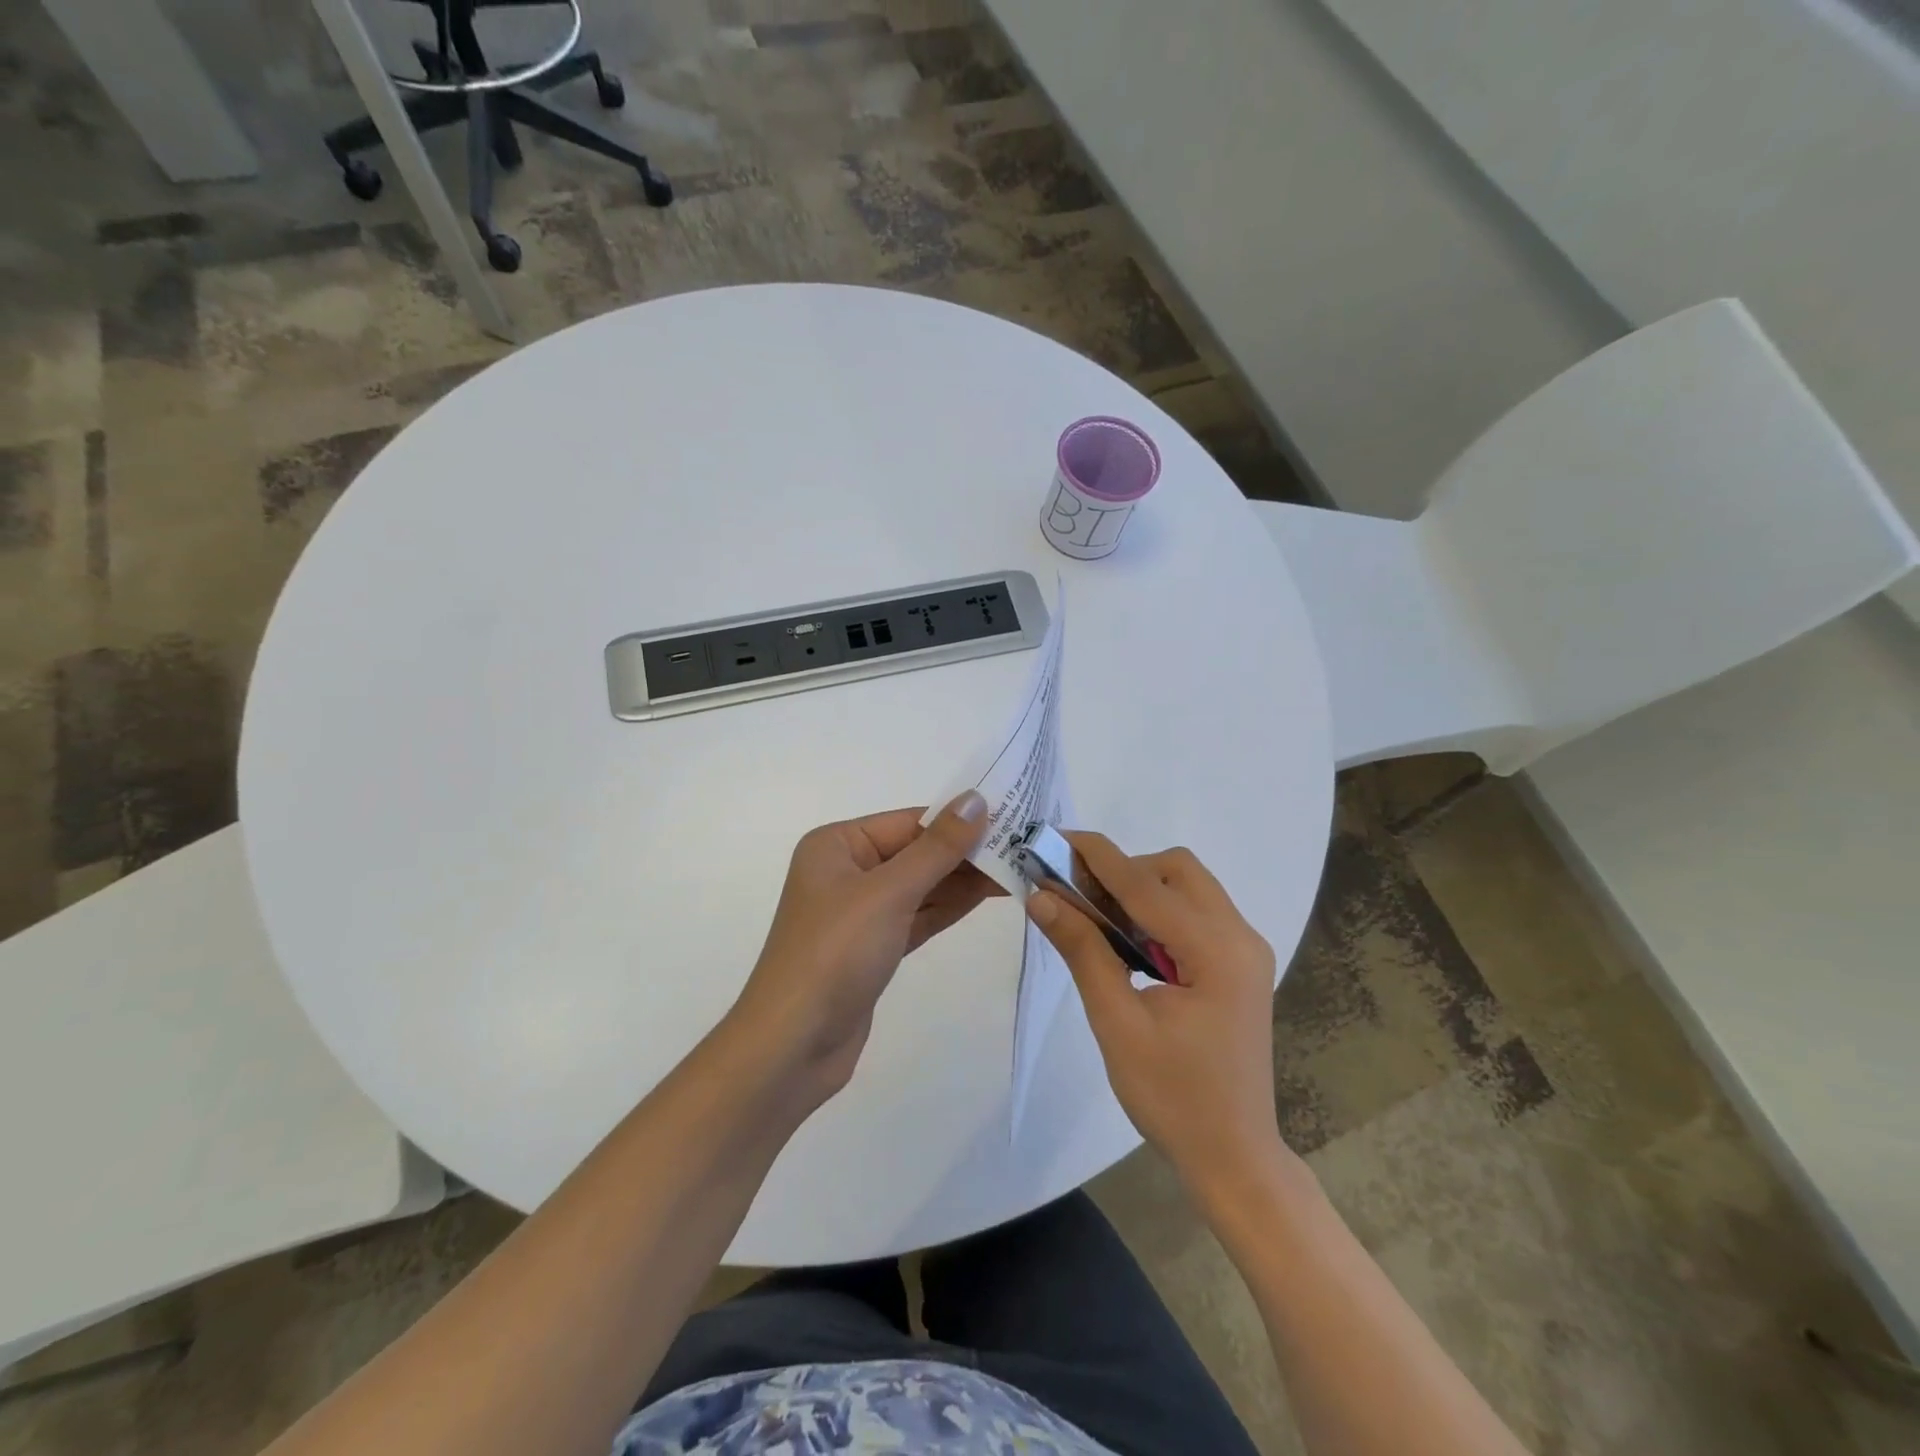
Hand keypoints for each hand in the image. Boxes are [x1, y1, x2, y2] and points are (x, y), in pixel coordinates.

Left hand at [728, 791, 994, 1101]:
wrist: (793, 1047)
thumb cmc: (835, 954)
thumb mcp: (889, 893)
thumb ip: (937, 848)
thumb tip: (976, 799)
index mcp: (837, 845)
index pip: (909, 822)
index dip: (959, 820)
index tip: (1012, 817)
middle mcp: (846, 871)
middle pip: (917, 852)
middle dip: (966, 852)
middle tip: (1025, 847)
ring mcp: (860, 912)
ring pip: (921, 886)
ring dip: (964, 880)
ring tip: (1018, 868)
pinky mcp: (874, 947)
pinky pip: (918, 916)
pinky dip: (949, 907)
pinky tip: (989, 896)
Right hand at [1027, 834, 1282, 1195]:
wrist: (1233, 1157)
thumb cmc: (1173, 1098)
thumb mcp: (1117, 1023)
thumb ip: (1083, 951)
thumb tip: (1041, 896)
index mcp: (1217, 952)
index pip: (1146, 885)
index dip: (1097, 856)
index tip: (1055, 837)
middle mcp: (1240, 937)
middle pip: (1178, 870)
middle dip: (1125, 870)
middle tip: (1079, 895)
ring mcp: (1245, 950)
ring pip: (1188, 887)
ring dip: (1141, 889)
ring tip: (1097, 918)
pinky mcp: (1239, 964)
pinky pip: (1196, 913)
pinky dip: (1158, 911)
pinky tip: (1129, 941)